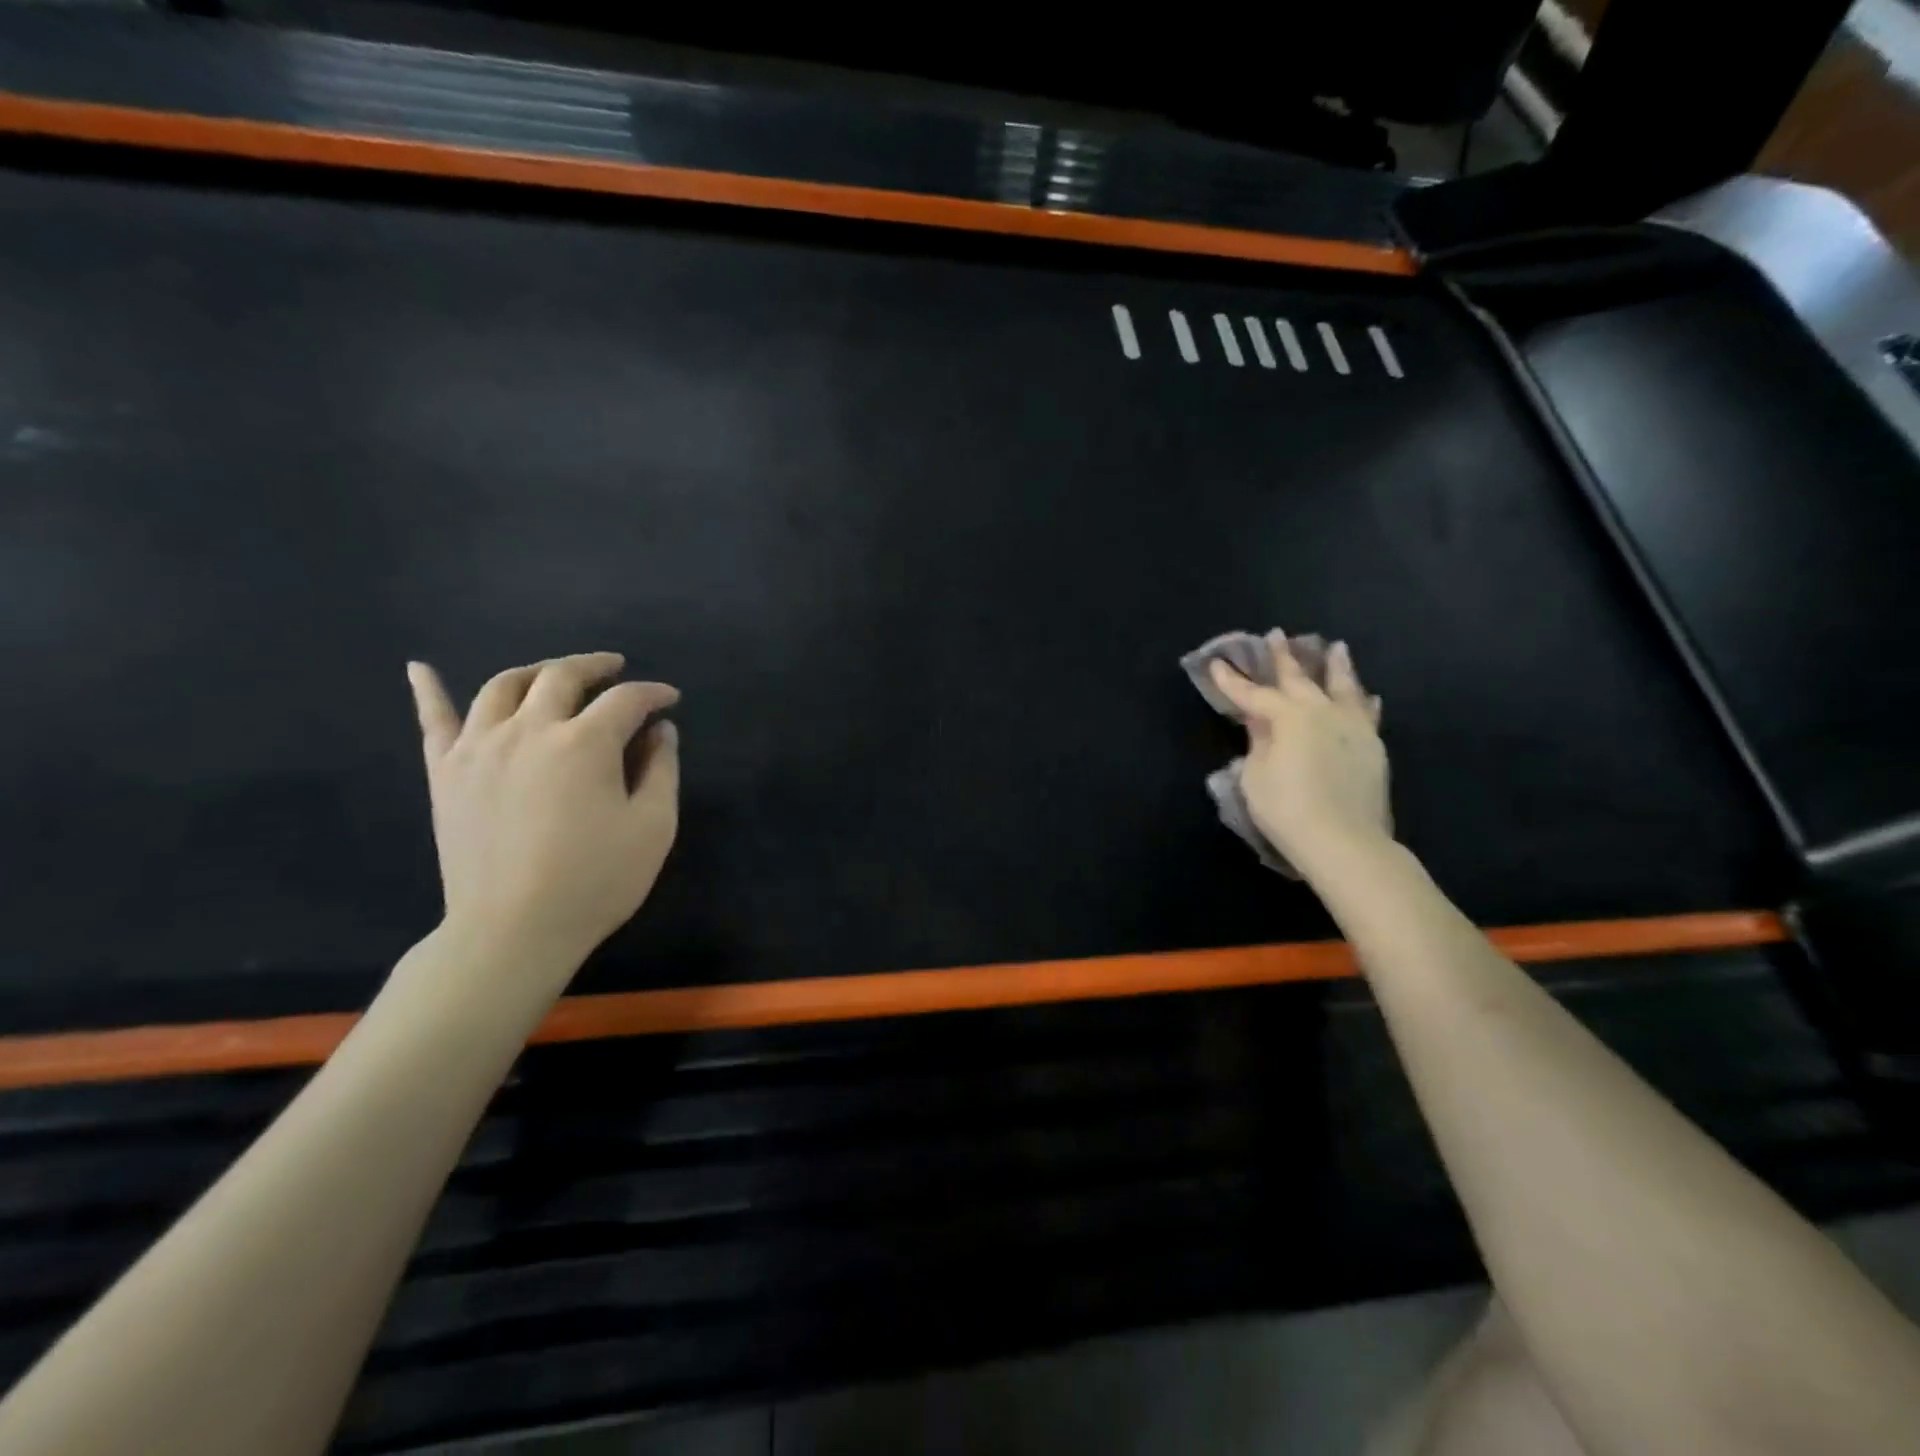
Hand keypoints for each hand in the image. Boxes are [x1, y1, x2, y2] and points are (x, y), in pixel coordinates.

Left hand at [405, 652, 679, 979]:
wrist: (512, 931)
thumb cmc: (595, 881)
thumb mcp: (653, 827)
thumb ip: (661, 770)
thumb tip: (660, 731)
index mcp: (585, 743)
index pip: (625, 700)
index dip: (653, 694)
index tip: (669, 701)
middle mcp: (529, 730)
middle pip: (561, 676)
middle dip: (595, 666)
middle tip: (616, 670)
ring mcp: (478, 747)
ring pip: (503, 686)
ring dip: (535, 671)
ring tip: (555, 675)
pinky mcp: (445, 772)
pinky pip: (434, 721)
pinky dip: (428, 689)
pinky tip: (421, 668)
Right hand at [1208, 633, 1390, 869]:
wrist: (1344, 842)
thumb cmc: (1286, 809)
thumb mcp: (1256, 776)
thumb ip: (1259, 742)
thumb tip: (1260, 722)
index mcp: (1288, 716)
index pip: (1253, 693)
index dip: (1232, 680)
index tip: (1217, 662)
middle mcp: (1322, 711)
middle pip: (1299, 678)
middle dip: (1283, 657)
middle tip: (1275, 635)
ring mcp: (1352, 726)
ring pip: (1343, 686)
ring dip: (1336, 665)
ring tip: (1335, 647)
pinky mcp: (1372, 746)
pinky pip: (1366, 713)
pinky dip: (1362, 700)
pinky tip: (1367, 695)